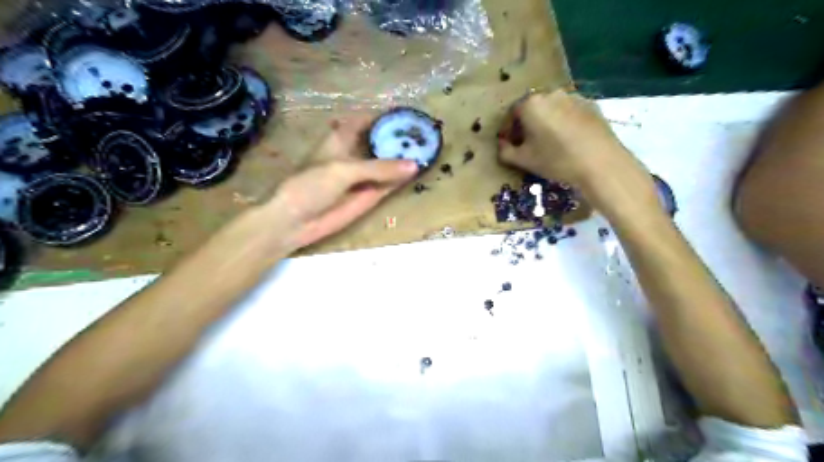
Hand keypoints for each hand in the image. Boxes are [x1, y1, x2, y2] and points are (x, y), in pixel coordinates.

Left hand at [266, 116, 418, 252]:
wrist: (296, 220)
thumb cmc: (312, 185)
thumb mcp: (345, 170)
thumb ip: (380, 168)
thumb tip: (414, 165)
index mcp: (342, 138)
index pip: (366, 121)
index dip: (384, 117)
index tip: (408, 114)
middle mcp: (355, 154)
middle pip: (380, 141)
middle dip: (399, 138)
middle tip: (426, 133)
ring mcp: (364, 176)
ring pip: (387, 163)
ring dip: (404, 158)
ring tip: (430, 148)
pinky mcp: (370, 195)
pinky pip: (389, 184)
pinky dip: (403, 179)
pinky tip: (420, 171)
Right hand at [495, 90, 658, 212]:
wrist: (600, 162)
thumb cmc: (555, 160)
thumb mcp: (523, 160)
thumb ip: (505, 151)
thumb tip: (502, 145)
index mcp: (530, 104)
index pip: (511, 114)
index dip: (508, 130)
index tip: (510, 145)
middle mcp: (550, 94)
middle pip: (532, 108)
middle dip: (527, 125)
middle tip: (529, 145)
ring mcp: (573, 97)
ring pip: (552, 109)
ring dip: (546, 122)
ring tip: (550, 143)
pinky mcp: (591, 104)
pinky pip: (569, 112)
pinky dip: (564, 123)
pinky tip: (569, 141)